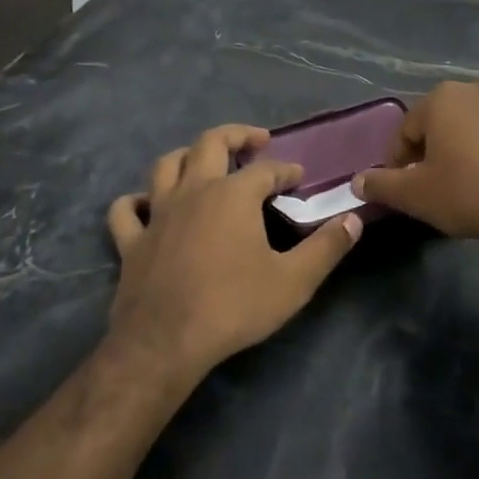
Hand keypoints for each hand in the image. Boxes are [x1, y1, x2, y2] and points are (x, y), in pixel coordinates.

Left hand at [104, 124, 361, 378]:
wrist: (165, 344)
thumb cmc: (233, 307)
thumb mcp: (294, 281)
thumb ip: (327, 248)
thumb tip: (353, 219)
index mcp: (233, 195)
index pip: (265, 169)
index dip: (285, 169)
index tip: (298, 176)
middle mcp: (194, 191)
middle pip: (210, 143)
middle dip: (236, 135)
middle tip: (255, 140)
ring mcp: (158, 213)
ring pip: (166, 165)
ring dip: (186, 156)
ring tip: (202, 160)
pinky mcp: (131, 241)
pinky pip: (125, 210)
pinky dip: (135, 202)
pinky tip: (145, 205)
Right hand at [354, 80, 478, 243]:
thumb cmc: (471, 193)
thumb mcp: (418, 196)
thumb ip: (384, 185)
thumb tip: (357, 181)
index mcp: (443, 99)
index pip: (409, 128)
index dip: (401, 157)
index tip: (403, 182)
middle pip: (451, 117)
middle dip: (443, 143)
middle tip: (443, 177)